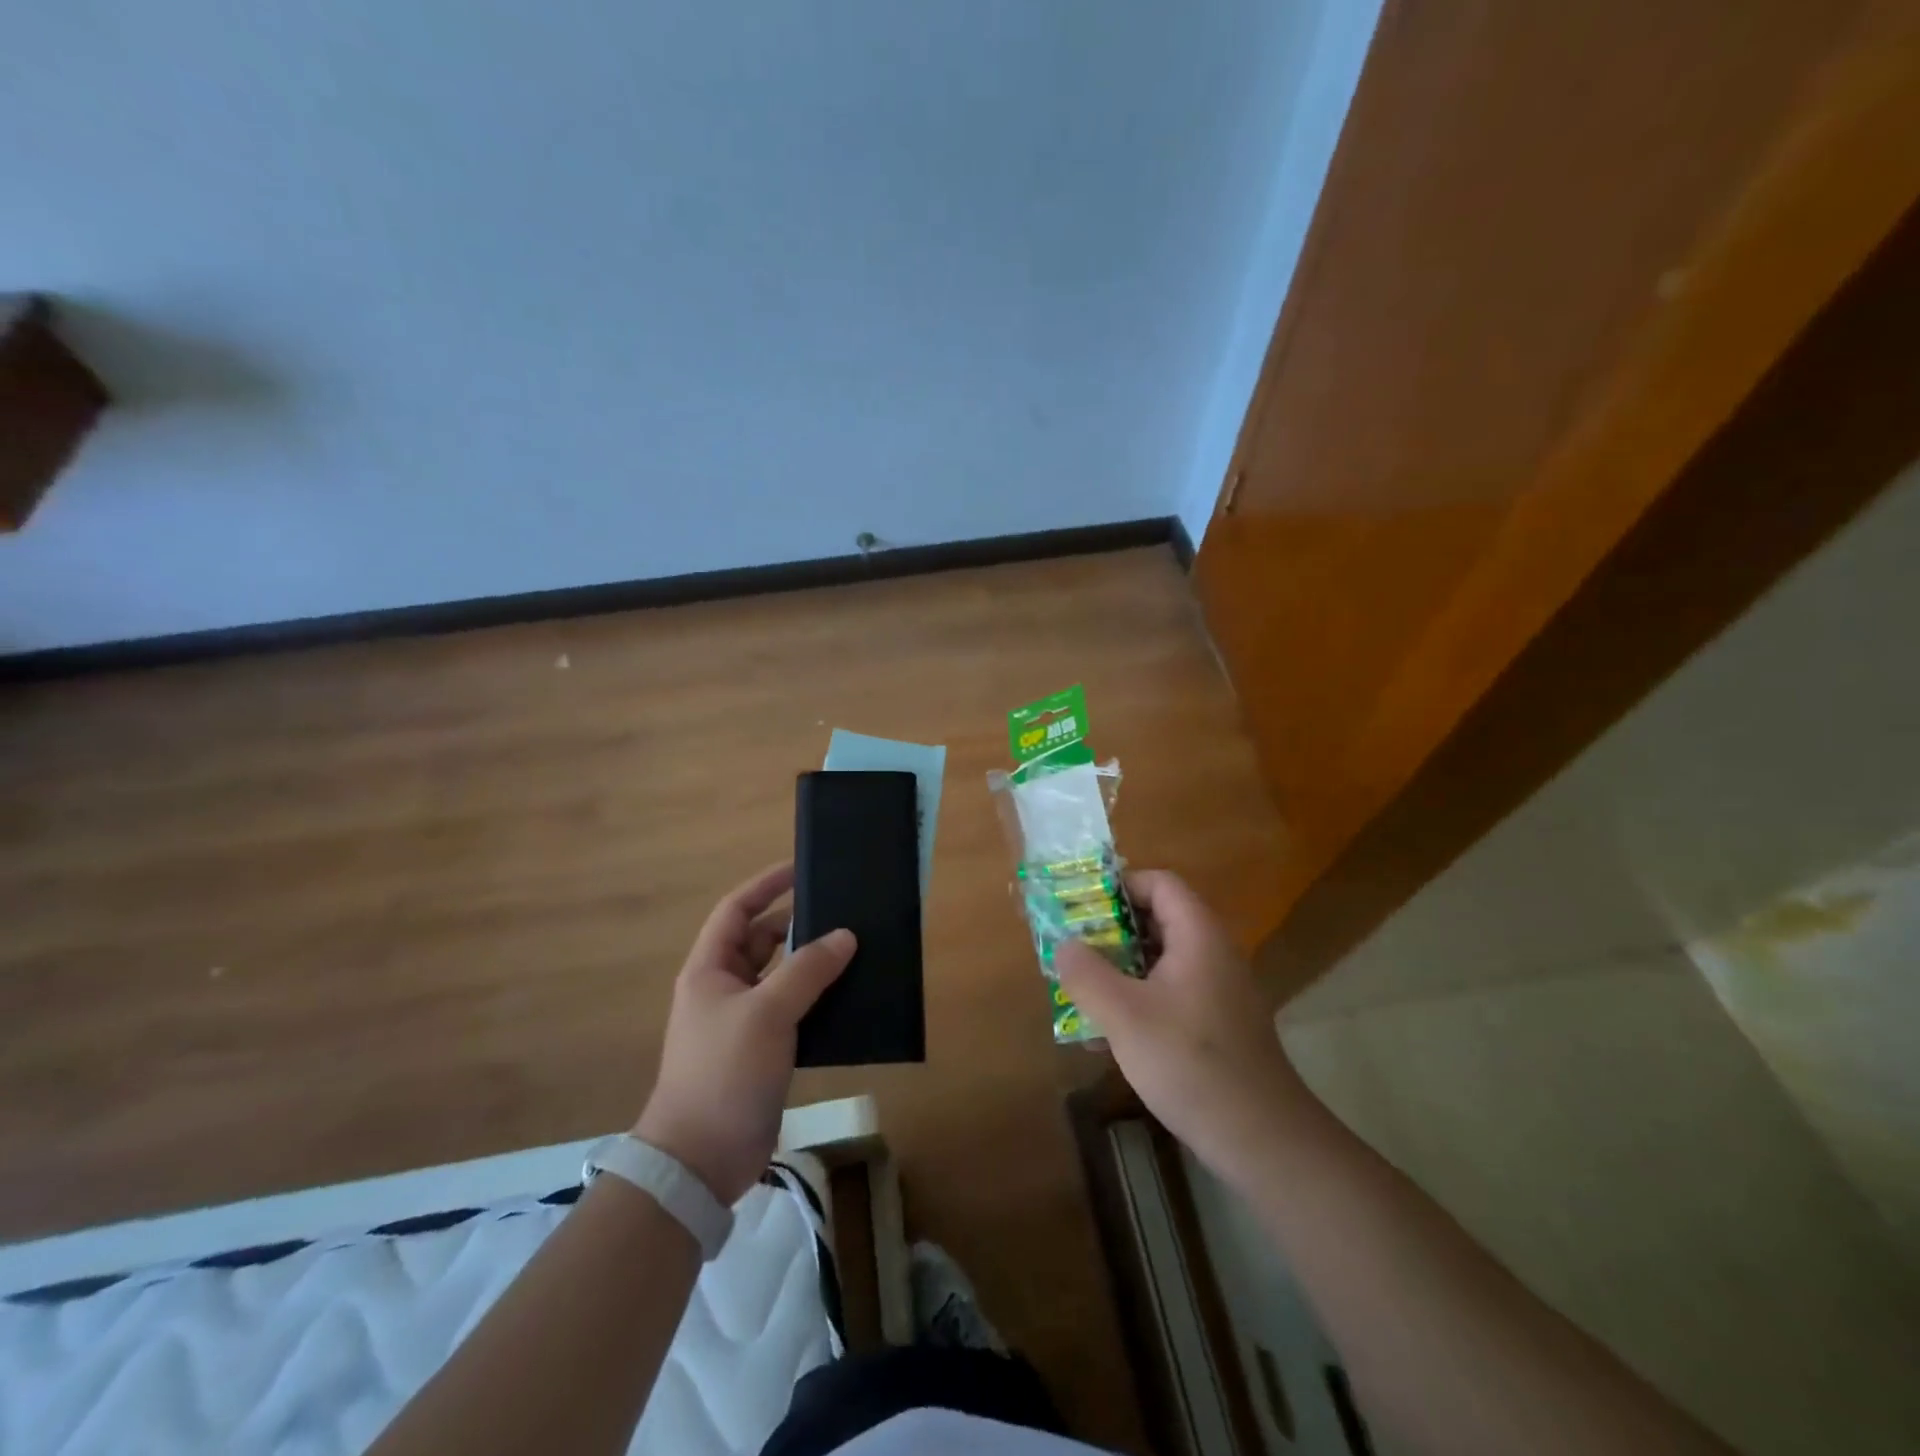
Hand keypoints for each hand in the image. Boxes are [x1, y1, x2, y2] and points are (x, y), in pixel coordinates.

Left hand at [635, 863, 854, 1203]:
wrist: (702, 1158)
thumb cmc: (724, 1072)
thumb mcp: (767, 1012)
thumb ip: (807, 969)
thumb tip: (845, 936)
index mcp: (710, 969)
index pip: (737, 910)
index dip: (766, 886)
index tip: (802, 869)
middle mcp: (724, 988)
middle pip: (763, 940)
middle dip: (798, 924)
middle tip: (843, 912)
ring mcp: (744, 1021)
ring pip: (782, 976)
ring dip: (812, 963)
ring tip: (855, 948)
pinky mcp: (764, 1050)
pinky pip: (794, 1009)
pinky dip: (818, 998)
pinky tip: (849, 995)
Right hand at [1055, 870, 1313, 1184]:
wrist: (1261, 1138)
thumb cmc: (1190, 1063)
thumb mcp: (1124, 1016)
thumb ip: (1087, 974)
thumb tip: (1064, 945)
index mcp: (1198, 935)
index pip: (1160, 883)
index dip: (1119, 886)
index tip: (1081, 907)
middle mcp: (1213, 952)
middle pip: (1160, 918)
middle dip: (1112, 929)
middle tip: (1074, 947)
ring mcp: (1219, 989)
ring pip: (1162, 958)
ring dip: (1121, 966)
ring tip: (1083, 988)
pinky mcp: (1218, 1022)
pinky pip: (1172, 990)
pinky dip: (1140, 996)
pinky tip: (1110, 1031)